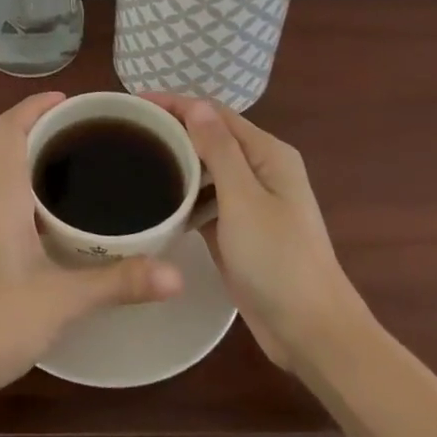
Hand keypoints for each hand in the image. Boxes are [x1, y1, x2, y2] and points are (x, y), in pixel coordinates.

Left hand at [0, 92, 184, 405]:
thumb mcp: (63, 300)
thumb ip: (119, 282)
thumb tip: (178, 275)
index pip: (9, 127)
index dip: (36, 105)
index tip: (73, 101)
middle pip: (6, 140)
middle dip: (42, 125)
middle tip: (91, 131)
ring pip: (1, 165)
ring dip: (32, 152)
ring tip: (80, 160)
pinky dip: (25, 180)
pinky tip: (57, 209)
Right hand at [143, 95, 370, 369]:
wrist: (310, 332)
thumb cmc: (277, 260)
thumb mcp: (244, 198)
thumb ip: (219, 149)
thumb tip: (196, 104)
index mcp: (267, 154)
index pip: (214, 113)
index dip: (174, 104)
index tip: (132, 105)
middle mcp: (260, 170)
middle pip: (210, 138)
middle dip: (172, 130)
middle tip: (125, 133)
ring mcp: (251, 202)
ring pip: (205, 170)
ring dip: (175, 162)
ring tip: (132, 160)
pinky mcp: (239, 231)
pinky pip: (206, 201)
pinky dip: (183, 195)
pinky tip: (154, 199)